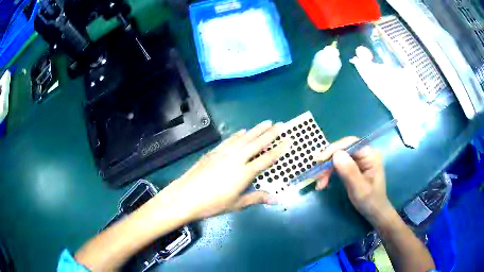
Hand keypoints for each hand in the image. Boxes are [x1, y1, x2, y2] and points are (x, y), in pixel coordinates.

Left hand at [157, 121, 286, 220]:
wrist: (185, 196)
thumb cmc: (212, 204)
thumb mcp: (236, 204)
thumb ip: (257, 198)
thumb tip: (277, 199)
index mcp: (244, 173)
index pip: (266, 159)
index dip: (278, 150)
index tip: (288, 140)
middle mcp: (236, 159)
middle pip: (256, 143)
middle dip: (270, 133)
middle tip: (280, 124)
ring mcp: (223, 153)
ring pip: (244, 138)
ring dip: (256, 129)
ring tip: (266, 122)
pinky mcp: (213, 152)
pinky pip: (229, 140)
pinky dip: (238, 134)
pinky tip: (243, 131)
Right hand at [315, 137, 394, 225]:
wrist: (374, 211)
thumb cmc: (370, 201)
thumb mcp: (360, 189)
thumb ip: (349, 171)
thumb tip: (336, 154)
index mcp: (370, 154)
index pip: (350, 143)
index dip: (334, 149)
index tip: (320, 160)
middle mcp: (365, 153)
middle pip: (342, 150)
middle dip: (328, 162)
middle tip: (317, 175)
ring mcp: (359, 159)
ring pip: (338, 157)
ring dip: (327, 169)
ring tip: (319, 183)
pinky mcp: (353, 166)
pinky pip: (338, 164)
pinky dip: (329, 173)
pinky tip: (323, 182)